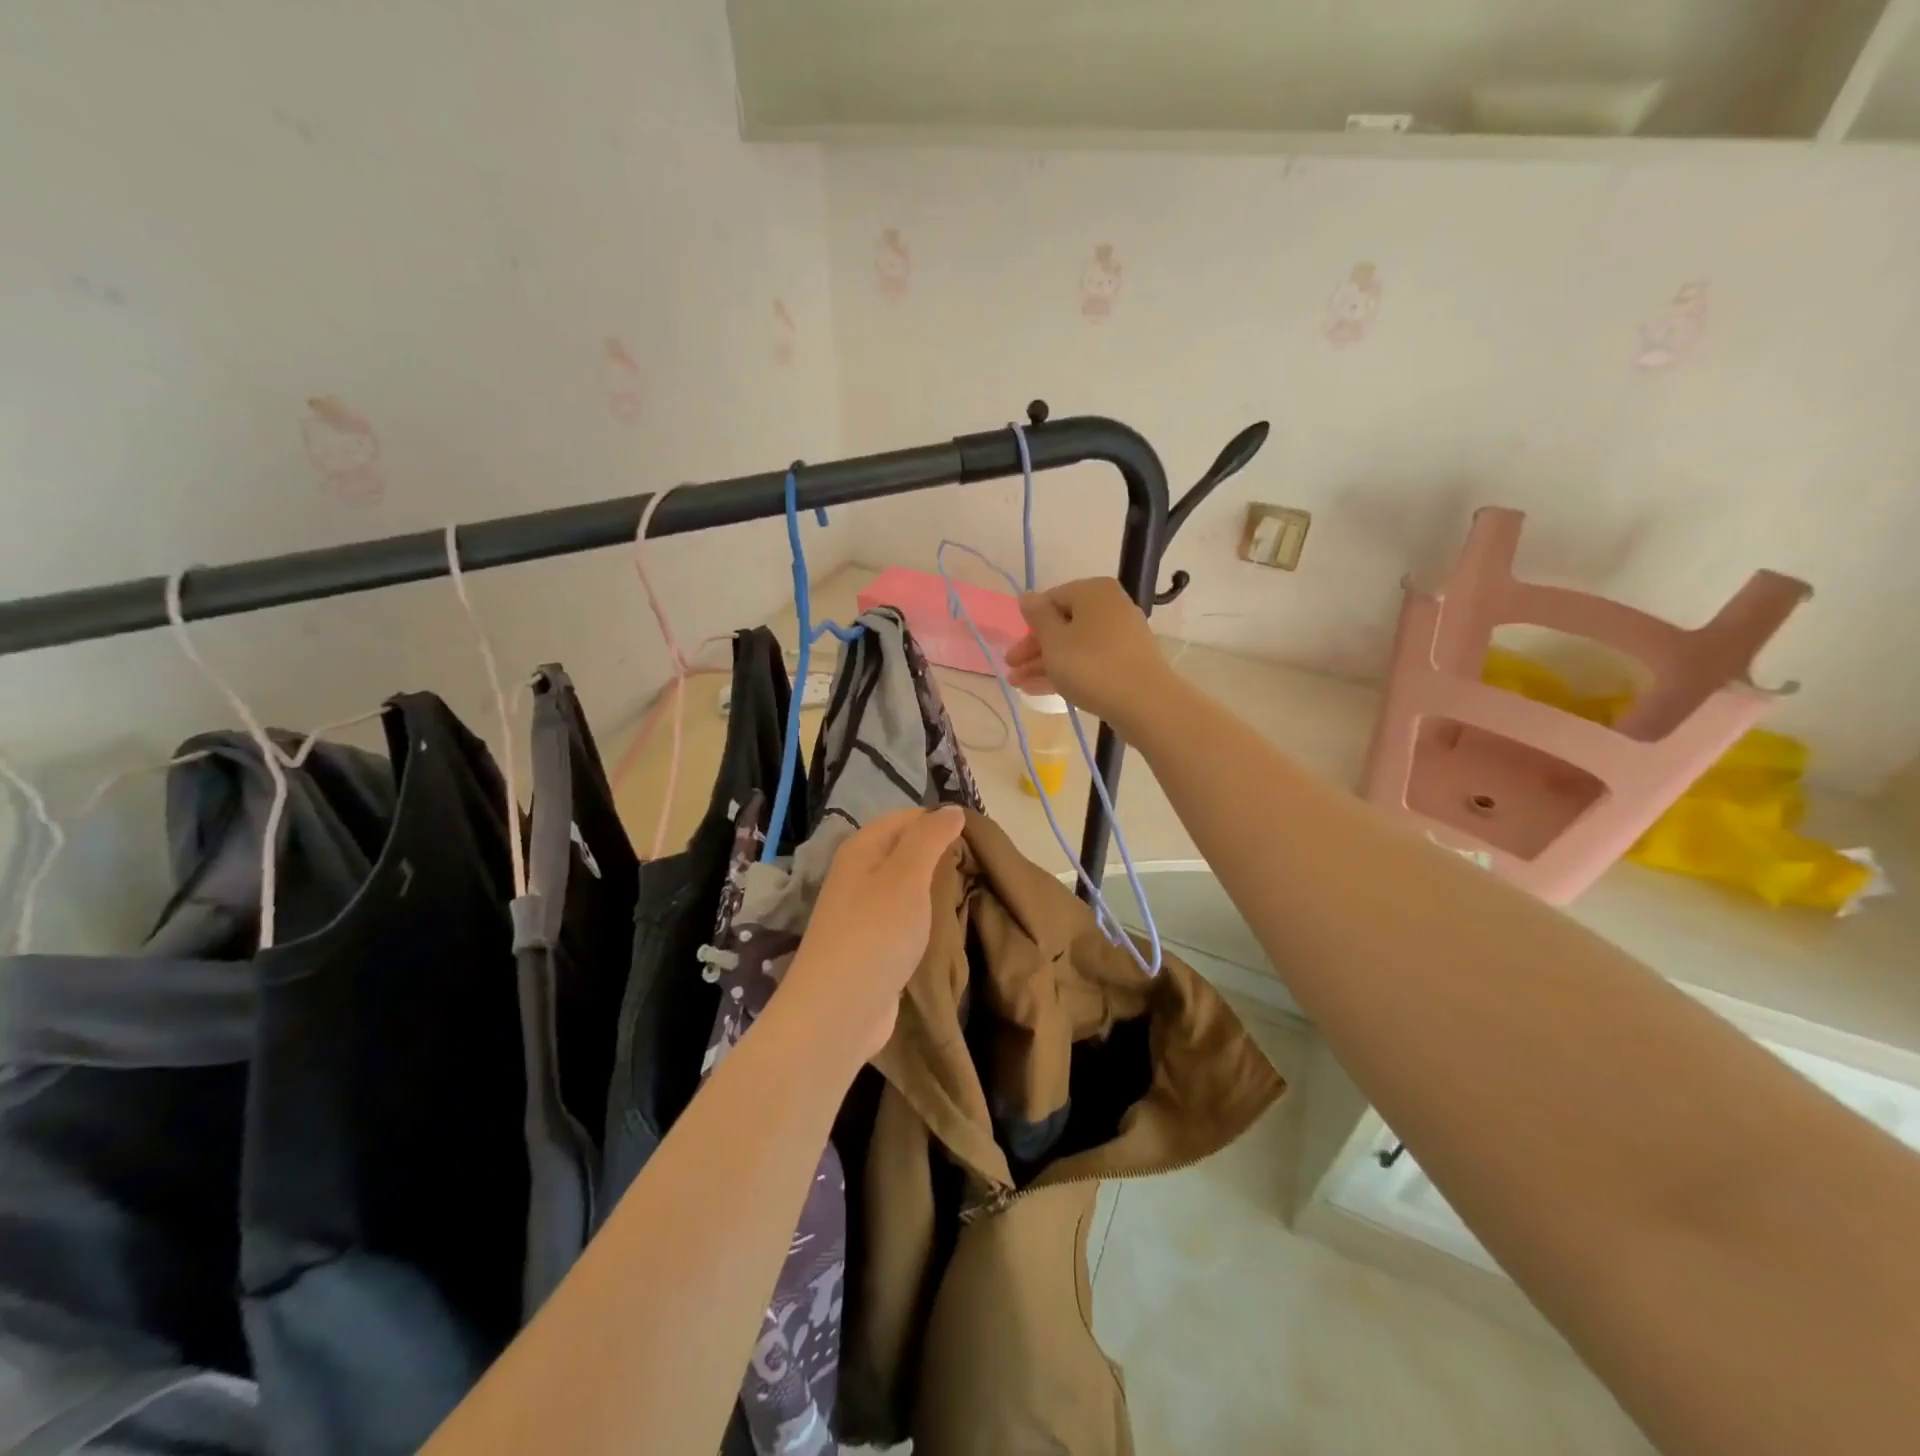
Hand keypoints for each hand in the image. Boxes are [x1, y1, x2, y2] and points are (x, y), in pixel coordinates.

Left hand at [783, 805, 964, 1062]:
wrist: (839, 1011)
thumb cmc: (875, 933)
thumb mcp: (907, 875)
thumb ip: (930, 837)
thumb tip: (952, 809)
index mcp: (862, 849)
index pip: (906, 817)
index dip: (940, 821)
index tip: (979, 837)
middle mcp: (857, 874)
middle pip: (905, 851)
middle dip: (940, 855)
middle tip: (982, 866)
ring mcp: (862, 912)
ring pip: (906, 886)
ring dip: (935, 888)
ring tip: (972, 892)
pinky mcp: (871, 946)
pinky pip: (904, 918)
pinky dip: (925, 917)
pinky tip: (948, 925)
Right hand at [1005, 578, 1172, 735]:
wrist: (1145, 703)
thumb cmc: (1091, 665)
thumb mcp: (1054, 640)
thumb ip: (1037, 616)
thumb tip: (1027, 596)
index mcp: (1093, 591)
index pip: (1051, 600)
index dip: (1028, 626)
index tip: (1013, 650)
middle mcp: (1110, 606)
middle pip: (1063, 624)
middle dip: (1034, 650)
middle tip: (1011, 670)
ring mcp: (1121, 635)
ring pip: (1074, 646)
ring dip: (1045, 664)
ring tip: (1019, 685)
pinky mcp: (1127, 661)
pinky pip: (1089, 661)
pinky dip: (1067, 671)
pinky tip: (1041, 690)